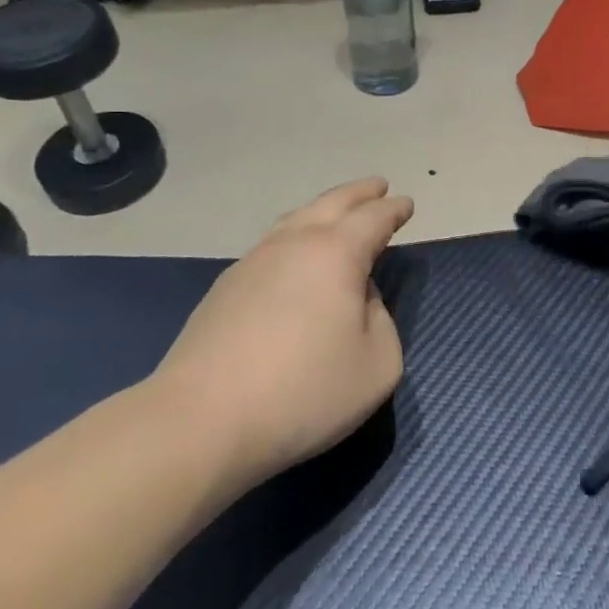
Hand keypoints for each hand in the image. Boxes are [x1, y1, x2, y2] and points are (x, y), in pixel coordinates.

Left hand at [155, 178, 413, 484]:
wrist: (202, 421)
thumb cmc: (304, 393)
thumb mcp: (377, 365)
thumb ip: (382, 321)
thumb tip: (359, 298)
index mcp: (336, 254)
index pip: (373, 219)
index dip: (392, 210)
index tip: (406, 203)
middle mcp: (293, 244)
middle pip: (331, 204)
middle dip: (359, 194)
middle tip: (377, 186)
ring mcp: (252, 263)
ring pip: (294, 220)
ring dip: (322, 210)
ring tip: (336, 213)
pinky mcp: (225, 289)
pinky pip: (271, 245)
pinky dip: (294, 237)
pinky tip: (294, 256)